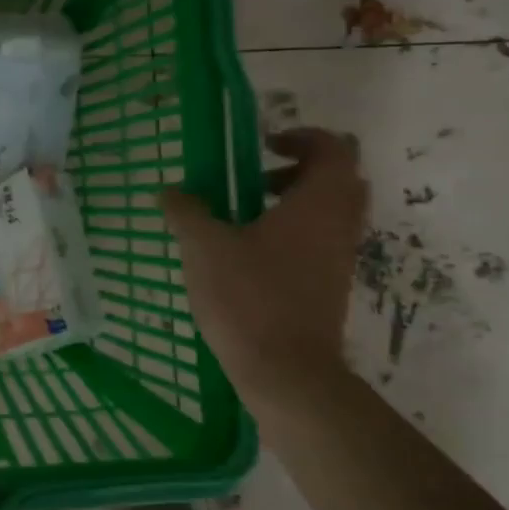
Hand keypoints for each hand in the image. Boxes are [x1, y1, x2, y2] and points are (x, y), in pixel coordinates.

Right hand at [162, 128, 368, 404]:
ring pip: (331, 214)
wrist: (287, 372)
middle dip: (300, 170)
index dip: (302, 137)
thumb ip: (186, 212)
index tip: (264, 146)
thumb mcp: (204, 247)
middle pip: (339, 179)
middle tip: (259, 180)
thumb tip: (169, 191)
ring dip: (296, 205)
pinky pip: (321, 244)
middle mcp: (339, 226)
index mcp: (318, 203)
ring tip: (247, 218)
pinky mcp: (331, 288)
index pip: (333, 148)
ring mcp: (339, 260)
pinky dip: (295, 236)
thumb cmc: (249, 298)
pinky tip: (250, 257)